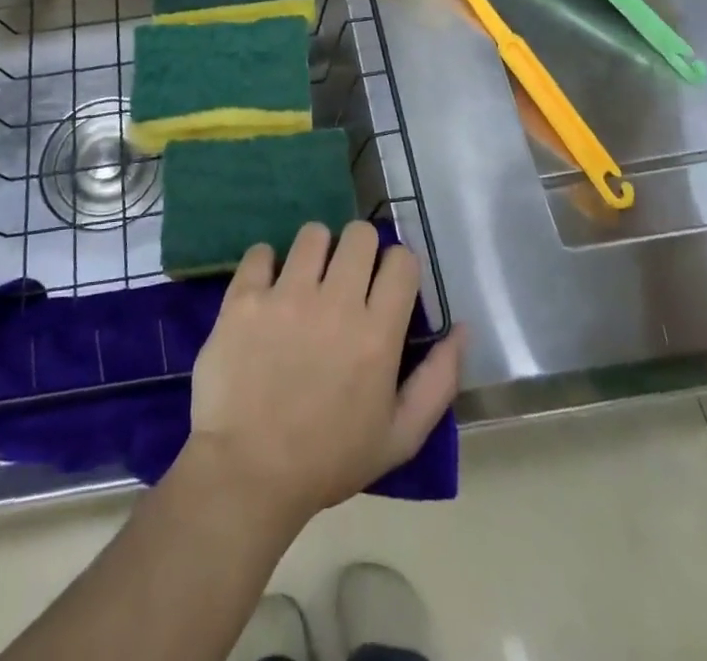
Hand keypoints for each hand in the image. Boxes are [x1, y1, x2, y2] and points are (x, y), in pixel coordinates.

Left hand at [183, 222, 463, 529]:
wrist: (249, 473)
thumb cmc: (330, 459)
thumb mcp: (401, 436)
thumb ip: (439, 379)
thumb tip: (462, 328)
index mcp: (377, 334)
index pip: (402, 260)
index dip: (398, 266)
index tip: (386, 285)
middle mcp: (335, 302)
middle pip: (359, 234)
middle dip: (360, 250)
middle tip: (347, 279)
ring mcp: (286, 296)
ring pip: (312, 233)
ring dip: (315, 252)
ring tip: (307, 281)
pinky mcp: (245, 298)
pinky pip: (261, 251)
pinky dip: (266, 264)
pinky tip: (267, 291)